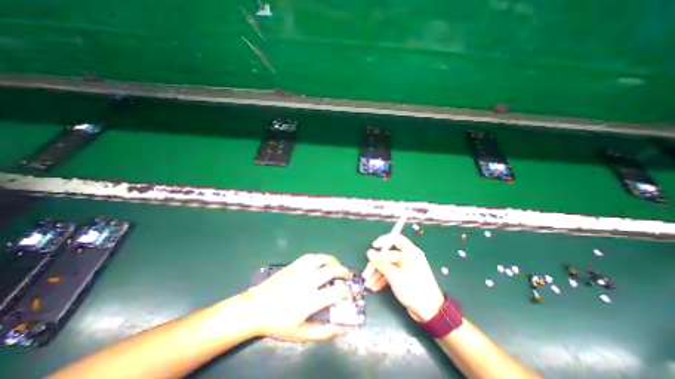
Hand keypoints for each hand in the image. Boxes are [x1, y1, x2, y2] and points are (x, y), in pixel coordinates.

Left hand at [241, 255, 347, 343]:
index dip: (345, 292)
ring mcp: (300, 270)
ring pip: (322, 259)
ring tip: (337, 265)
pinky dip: (319, 257)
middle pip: (332, 270)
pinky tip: (321, 262)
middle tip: (347, 276)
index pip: (336, 292)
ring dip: (333, 261)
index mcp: (311, 299)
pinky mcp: (294, 265)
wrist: (255, 307)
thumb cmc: (277, 323)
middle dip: (343, 272)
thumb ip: (323, 333)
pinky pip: (310, 256)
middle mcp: (308, 281)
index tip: (347, 294)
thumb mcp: (300, 334)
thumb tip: (341, 330)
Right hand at [361, 234, 447, 322]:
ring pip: (388, 266)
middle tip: (366, 273)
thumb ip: (380, 263)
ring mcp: (406, 268)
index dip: (383, 240)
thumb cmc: (413, 289)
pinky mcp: (405, 277)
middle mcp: (408, 258)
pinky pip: (391, 274)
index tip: (374, 246)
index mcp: (409, 252)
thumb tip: (369, 252)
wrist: (430, 312)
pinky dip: (383, 279)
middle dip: (376, 265)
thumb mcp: (394, 276)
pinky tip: (375, 287)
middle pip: (388, 256)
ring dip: (377, 275)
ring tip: (368, 284)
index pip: (395, 239)